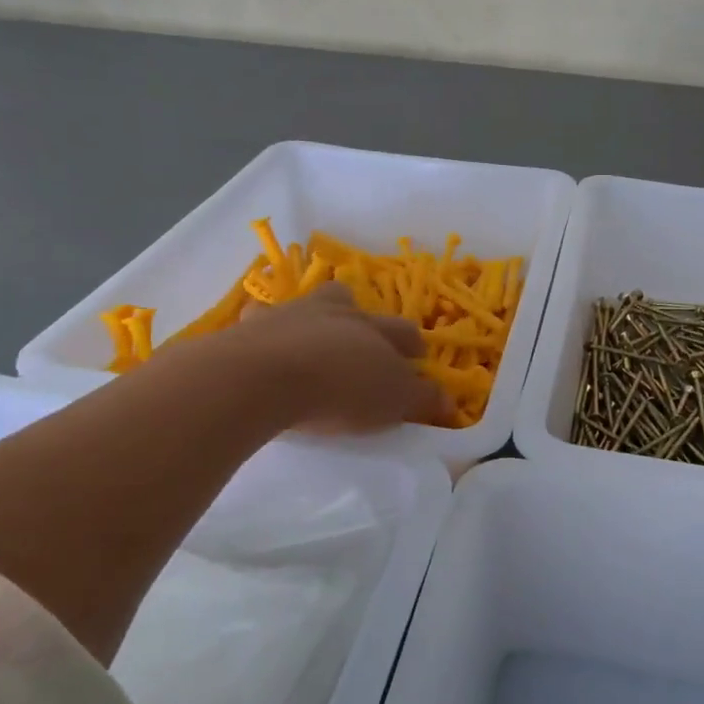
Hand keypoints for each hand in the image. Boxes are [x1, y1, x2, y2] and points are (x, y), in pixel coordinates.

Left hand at [214, 283, 455, 431]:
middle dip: (364, 318)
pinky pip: (261, 317)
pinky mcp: (253, 324)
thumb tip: (450, 401)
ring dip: (317, 314)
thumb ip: (422, 399)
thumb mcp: (393, 401)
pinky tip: (263, 341)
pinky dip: (265, 325)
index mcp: (375, 329)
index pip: (404, 332)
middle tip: (365, 341)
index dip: (412, 345)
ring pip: (310, 301)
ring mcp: (293, 312)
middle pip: (356, 304)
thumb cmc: (340, 389)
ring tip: (315, 335)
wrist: (267, 375)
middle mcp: (337, 311)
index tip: (416, 358)